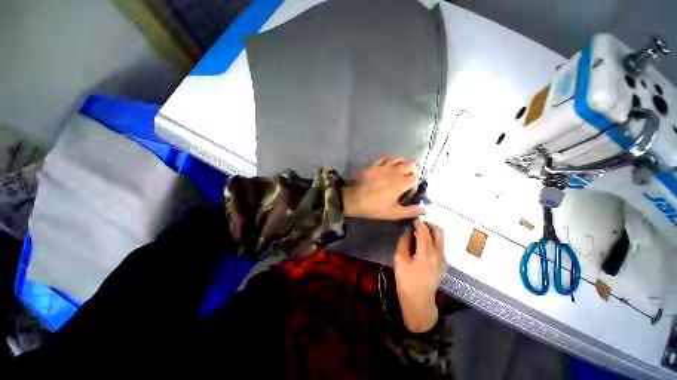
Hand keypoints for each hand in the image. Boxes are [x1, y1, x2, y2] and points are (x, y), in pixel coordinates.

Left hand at [342, 156, 424, 219]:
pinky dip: (388, 161)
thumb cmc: (374, 207)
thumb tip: (425, 210)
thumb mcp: (393, 213)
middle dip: (411, 171)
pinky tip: (386, 168)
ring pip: (398, 158)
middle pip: (410, 164)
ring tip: (397, 173)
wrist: (354, 200)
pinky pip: (385, 158)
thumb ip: (410, 211)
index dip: (414, 185)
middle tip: (405, 180)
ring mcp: (383, 167)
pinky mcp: (374, 165)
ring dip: (401, 164)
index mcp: (401, 183)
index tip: (407, 192)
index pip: (415, 178)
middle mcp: (394, 172)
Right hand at [394, 219, 446, 332]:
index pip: (425, 231)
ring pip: (441, 238)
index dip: (418, 222)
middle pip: (439, 231)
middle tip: (416, 225)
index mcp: (427, 254)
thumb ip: (403, 242)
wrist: (419, 302)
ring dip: (430, 232)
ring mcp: (443, 259)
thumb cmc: (406, 281)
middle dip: (428, 224)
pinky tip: (421, 246)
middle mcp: (439, 254)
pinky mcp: (444, 264)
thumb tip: (406, 230)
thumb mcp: (400, 260)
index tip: (411, 218)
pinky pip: (439, 246)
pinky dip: (432, 240)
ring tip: (417, 234)